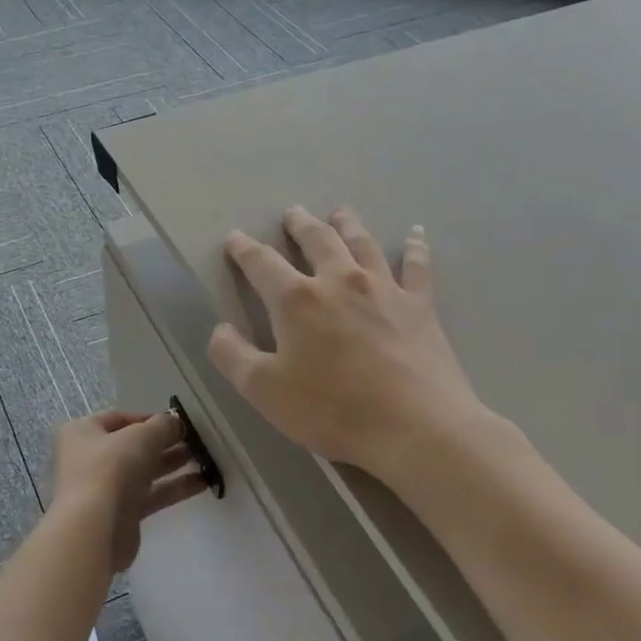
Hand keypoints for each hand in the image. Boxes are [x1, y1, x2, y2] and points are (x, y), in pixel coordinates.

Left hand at [51, 410, 203, 571]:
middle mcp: (90, 458)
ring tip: (204, 459)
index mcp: (83, 432)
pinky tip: (202, 483)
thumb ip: (162, 425)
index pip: (119, 418)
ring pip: (143, 470)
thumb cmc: (111, 469)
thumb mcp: (141, 437)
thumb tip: (175, 422)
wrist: (95, 530)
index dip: (149, 418)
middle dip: (164, 442)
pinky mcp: (121, 514)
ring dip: (171, 463)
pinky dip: (173, 488)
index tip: (178, 422)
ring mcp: (104, 487)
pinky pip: (150, 495)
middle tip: (196, 441)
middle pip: (132, 445)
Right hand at [207, 206, 493, 481]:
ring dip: (347, 224)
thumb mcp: (264, 391)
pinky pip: (416, 266)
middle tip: (292, 212)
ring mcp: (384, 289)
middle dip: (300, 224)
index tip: (235, 238)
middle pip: (317, 240)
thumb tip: (220, 329)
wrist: (416, 428)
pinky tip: (415, 233)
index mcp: (296, 300)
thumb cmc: (333, 410)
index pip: (262, 263)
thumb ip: (232, 356)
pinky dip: (415, 247)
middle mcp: (339, 281)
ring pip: (362, 244)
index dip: (244, 249)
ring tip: (339, 212)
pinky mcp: (420, 306)